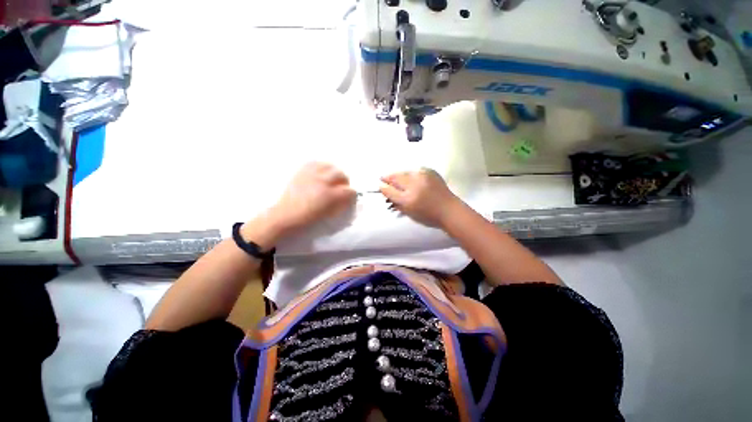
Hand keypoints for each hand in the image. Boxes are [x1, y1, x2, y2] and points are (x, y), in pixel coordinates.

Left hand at [267, 162, 355, 234]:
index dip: (352, 195)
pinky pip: (315, 162)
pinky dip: (321, 167)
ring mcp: (311, 175)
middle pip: (341, 174)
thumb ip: (341, 205)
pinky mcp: (301, 172)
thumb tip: (348, 199)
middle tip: (342, 187)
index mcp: (330, 196)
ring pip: (329, 166)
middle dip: (344, 182)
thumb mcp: (329, 216)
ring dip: (334, 173)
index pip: (350, 190)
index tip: (350, 198)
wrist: (285, 217)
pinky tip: (321, 173)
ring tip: (332, 179)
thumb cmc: (308, 221)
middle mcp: (322, 182)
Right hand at [380, 168, 461, 227]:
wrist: (449, 210)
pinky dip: (410, 174)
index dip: (383, 187)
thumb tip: (386, 192)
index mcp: (408, 199)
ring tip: (396, 178)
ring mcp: (423, 176)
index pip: (390, 191)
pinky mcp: (430, 172)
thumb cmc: (428, 216)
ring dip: (399, 175)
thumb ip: (396, 202)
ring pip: (405, 172)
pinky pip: (415, 170)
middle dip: (388, 177)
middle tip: (384, 178)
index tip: (379, 184)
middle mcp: (414, 185)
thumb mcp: (409, 213)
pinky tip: (411, 178)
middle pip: (396, 177)